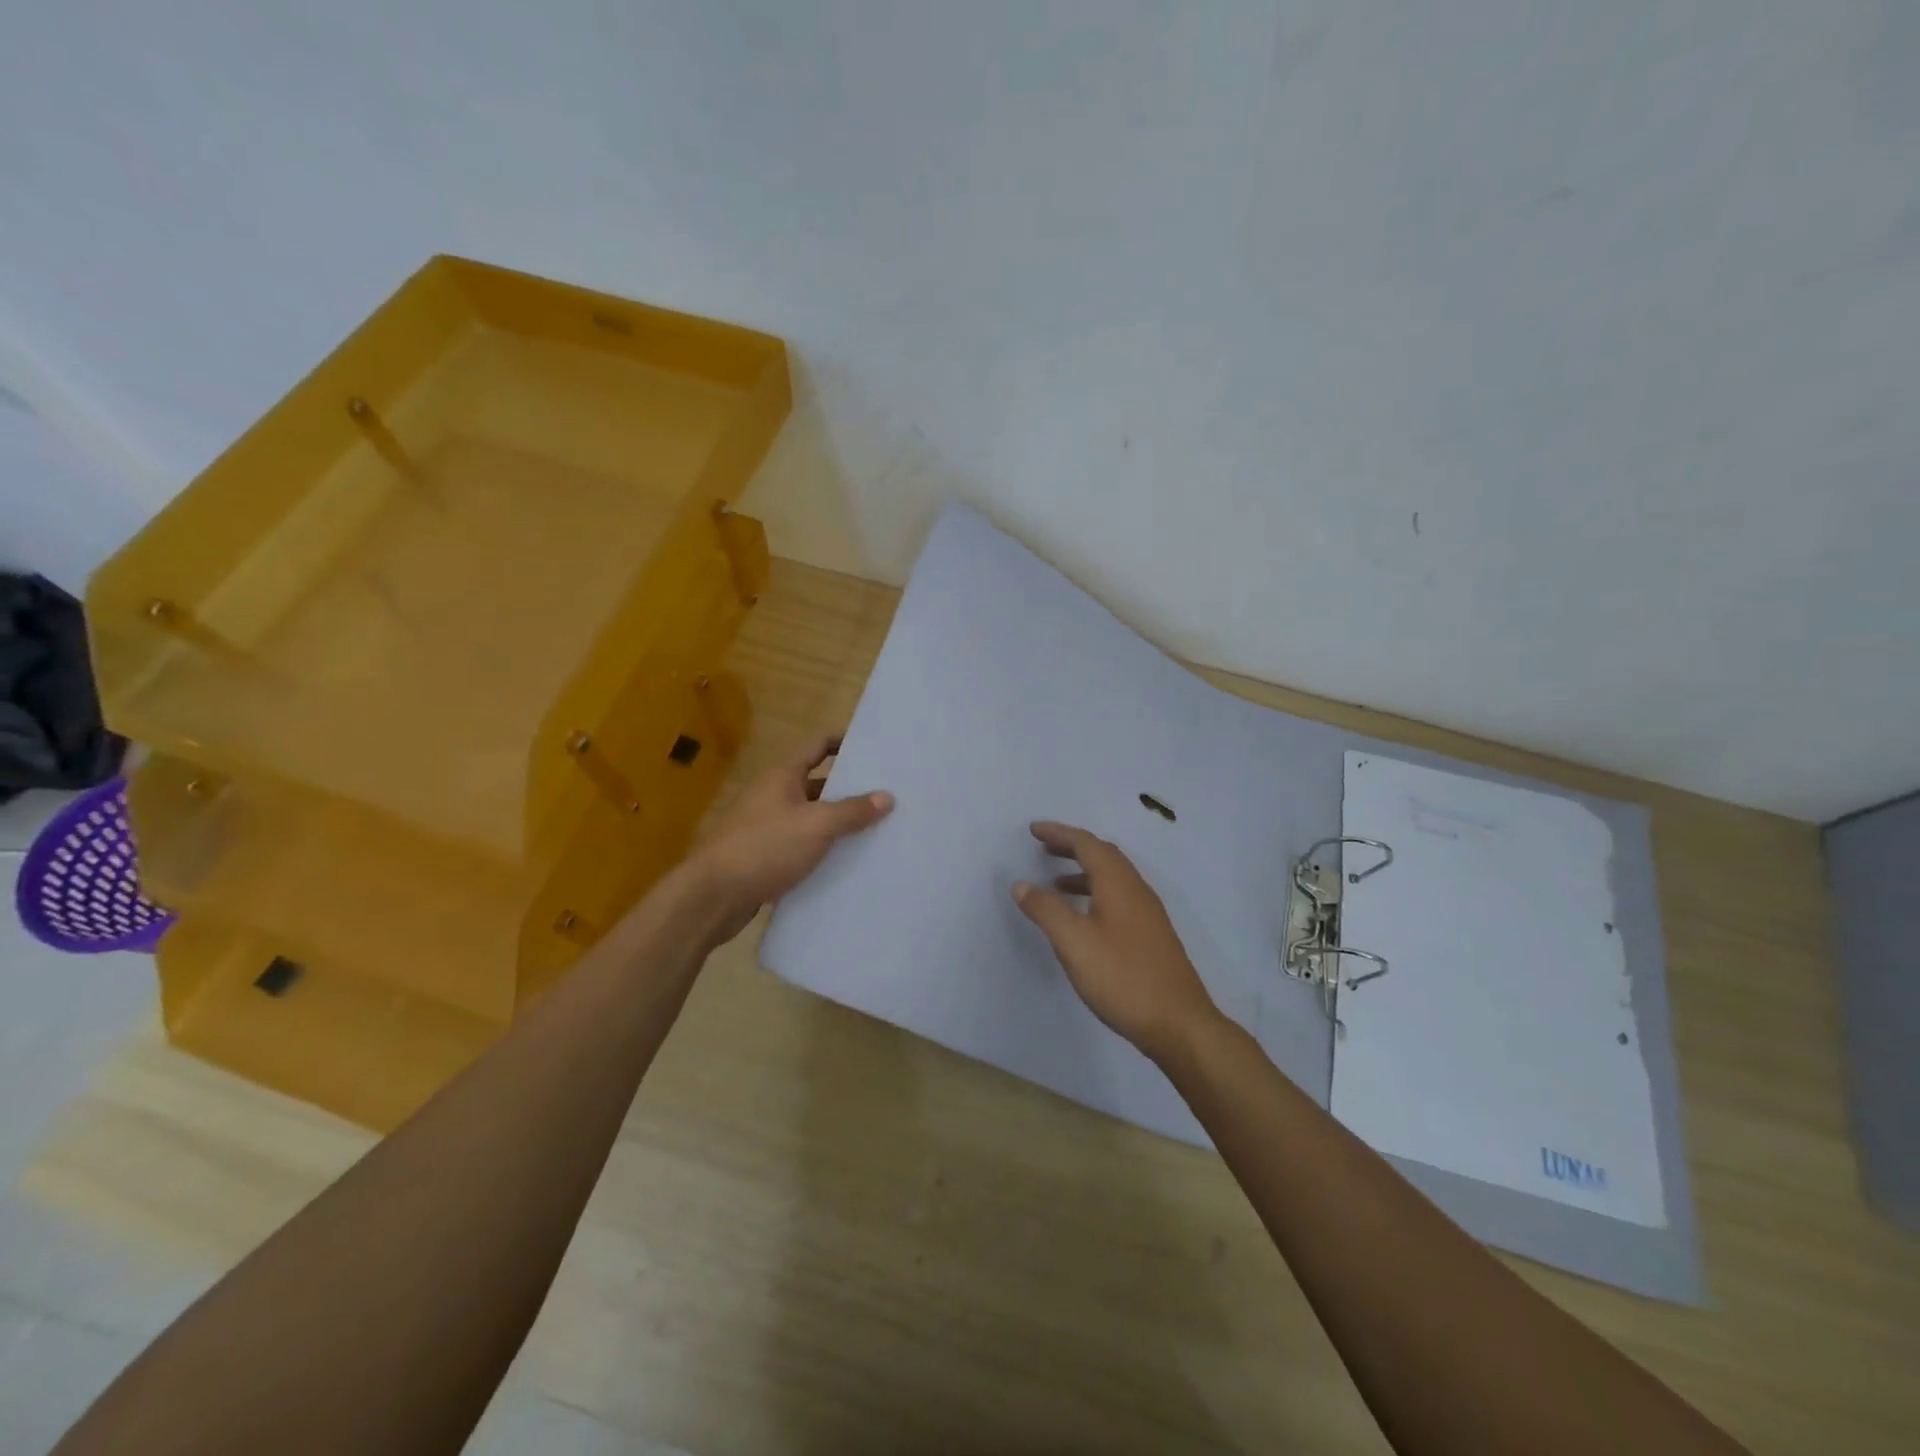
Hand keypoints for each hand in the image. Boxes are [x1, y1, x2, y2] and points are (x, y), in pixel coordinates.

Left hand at [687, 733, 892, 942]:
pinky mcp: (764, 856)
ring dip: (836, 822)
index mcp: (782, 776)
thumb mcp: (816, 826)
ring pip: (810, 817)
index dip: (843, 742)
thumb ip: (852, 810)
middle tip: (885, 795)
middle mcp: (773, 794)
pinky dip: (821, 849)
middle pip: (816, 783)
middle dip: (848, 788)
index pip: (817, 746)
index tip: (873, 750)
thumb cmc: (765, 848)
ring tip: (875, 829)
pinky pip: (800, 844)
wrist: (714, 896)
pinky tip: (845, 861)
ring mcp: (766, 826)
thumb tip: (887, 796)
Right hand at [1012, 822, 1221, 1061]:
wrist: (1178, 1023)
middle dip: (1072, 847)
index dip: (1059, 833)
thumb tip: (1022, 884)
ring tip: (1056, 884)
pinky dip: (1095, 892)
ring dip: (1084, 871)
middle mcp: (1136, 890)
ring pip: (1113, 877)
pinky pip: (1118, 897)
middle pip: (1103, 855)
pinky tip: (1084, 918)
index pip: (1086, 844)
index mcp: (1118, 884)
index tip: (1033, 830)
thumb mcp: (1074, 943)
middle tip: (1043, 848)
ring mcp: (1148, 913)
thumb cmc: (1122, 978)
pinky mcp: (1151, 935)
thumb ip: (1046, 910)